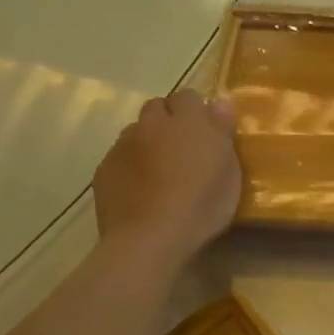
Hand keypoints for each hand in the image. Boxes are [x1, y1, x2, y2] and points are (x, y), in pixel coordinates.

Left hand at [93, 90, 241, 258]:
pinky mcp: (103, 170)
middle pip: (157, 107)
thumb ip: (223, 131)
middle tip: (183, 147)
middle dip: (168, 120)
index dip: (196, 110)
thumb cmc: (202, 204)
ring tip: (160, 169)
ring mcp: (123, 146)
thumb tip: (221, 101)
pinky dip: (130, 165)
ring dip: (148, 141)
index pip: (188, 96)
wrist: (150, 238)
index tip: (206, 131)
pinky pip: (119, 157)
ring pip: (136, 132)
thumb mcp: (230, 170)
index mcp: (187, 121)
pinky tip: (140, 189)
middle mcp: (152, 125)